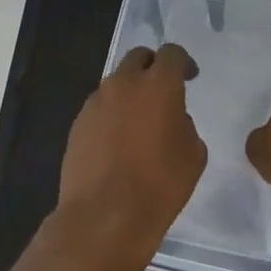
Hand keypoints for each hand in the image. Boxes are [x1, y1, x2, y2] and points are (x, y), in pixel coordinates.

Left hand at [46, 43, 207, 270]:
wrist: (104, 217)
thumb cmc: (159, 186)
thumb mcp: (193, 155)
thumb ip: (185, 125)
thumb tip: (171, 119)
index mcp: (158, 85)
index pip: (171, 54)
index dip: (183, 63)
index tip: (189, 78)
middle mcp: (123, 84)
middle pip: (138, 58)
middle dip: (152, 68)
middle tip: (163, 91)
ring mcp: (95, 103)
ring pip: (115, 83)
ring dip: (130, 93)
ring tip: (139, 123)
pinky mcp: (77, 124)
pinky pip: (100, 108)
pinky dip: (112, 115)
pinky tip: (118, 143)